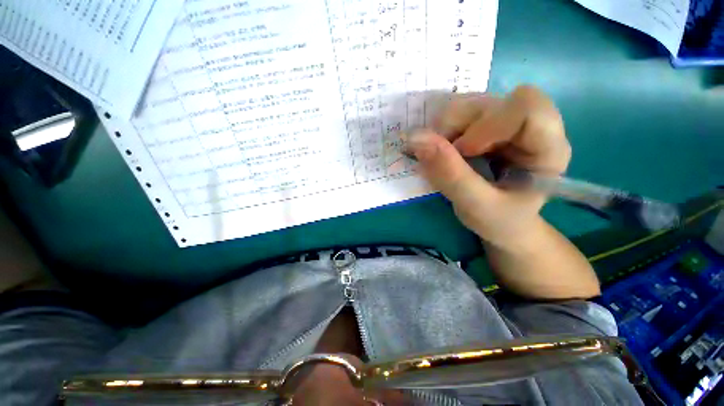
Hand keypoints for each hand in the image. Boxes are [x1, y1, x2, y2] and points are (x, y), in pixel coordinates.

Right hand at [405, 86, 570, 247]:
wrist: (501, 224)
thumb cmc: (499, 221)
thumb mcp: (476, 206)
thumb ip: (450, 175)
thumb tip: (416, 139)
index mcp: (547, 148)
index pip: (527, 107)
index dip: (488, 124)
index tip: (463, 151)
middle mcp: (528, 127)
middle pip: (489, 103)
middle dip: (457, 128)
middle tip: (442, 157)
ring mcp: (504, 124)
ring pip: (468, 105)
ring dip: (444, 130)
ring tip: (440, 158)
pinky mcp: (484, 126)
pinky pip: (457, 115)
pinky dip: (440, 132)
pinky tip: (442, 152)